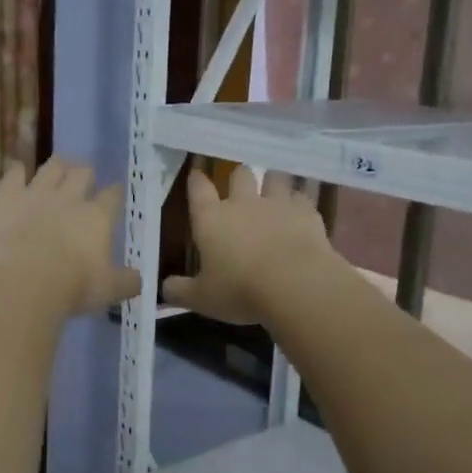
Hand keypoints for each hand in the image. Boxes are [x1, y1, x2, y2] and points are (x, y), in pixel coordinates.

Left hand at [0, 158, 141, 316]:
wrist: (22, 282)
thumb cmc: (72, 288)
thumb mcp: (109, 290)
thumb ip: (127, 281)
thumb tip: (139, 279)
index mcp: (98, 217)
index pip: (112, 196)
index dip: (115, 193)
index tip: (115, 193)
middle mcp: (70, 197)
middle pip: (83, 172)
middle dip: (85, 173)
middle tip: (84, 179)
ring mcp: (36, 192)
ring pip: (51, 167)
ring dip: (57, 166)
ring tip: (57, 168)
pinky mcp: (7, 195)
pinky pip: (14, 172)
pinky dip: (17, 171)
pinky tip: (18, 172)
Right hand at [165, 165, 339, 324]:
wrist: (296, 285)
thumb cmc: (241, 290)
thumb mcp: (202, 299)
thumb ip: (180, 290)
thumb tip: (164, 288)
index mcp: (212, 219)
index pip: (199, 189)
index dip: (196, 180)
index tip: (196, 174)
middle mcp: (243, 203)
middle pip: (239, 174)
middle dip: (239, 177)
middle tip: (240, 186)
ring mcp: (277, 204)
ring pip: (274, 178)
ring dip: (272, 182)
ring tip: (274, 189)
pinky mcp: (307, 212)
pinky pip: (302, 196)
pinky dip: (300, 200)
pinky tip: (301, 209)